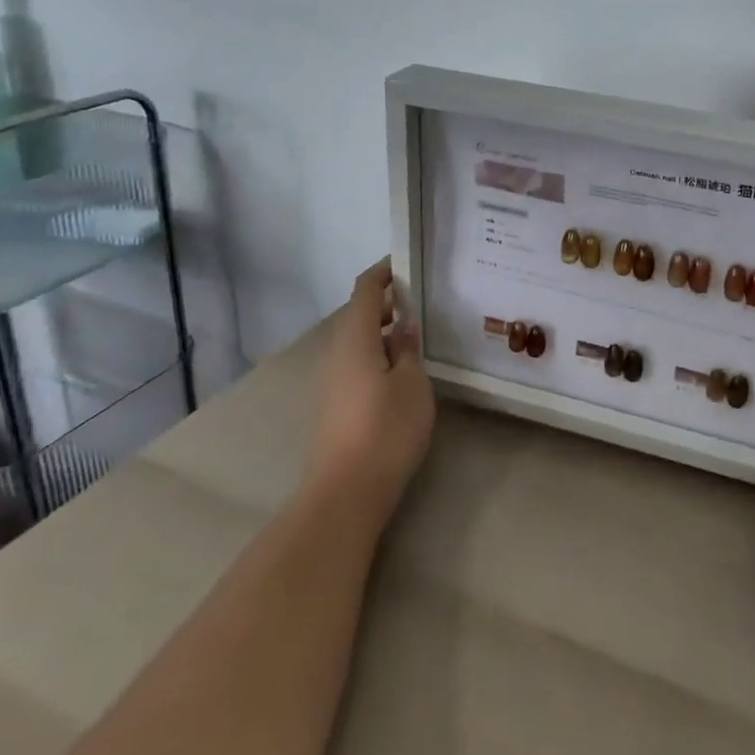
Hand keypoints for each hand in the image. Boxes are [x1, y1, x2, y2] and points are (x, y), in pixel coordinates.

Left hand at [308, 259, 435, 520]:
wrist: (346, 491)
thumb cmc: (386, 429)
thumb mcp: (412, 384)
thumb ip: (407, 349)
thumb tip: (403, 325)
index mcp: (355, 339)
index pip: (365, 290)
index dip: (383, 273)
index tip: (407, 263)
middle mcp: (337, 353)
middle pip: (359, 314)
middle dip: (387, 303)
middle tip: (422, 300)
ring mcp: (332, 380)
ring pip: (358, 341)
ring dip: (383, 331)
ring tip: (417, 334)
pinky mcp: (335, 404)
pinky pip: (356, 363)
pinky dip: (378, 354)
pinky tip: (402, 370)